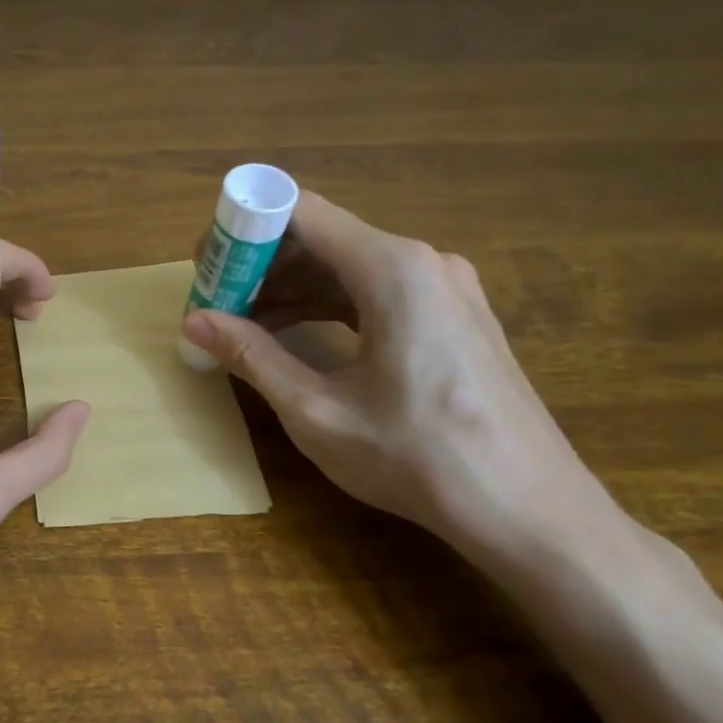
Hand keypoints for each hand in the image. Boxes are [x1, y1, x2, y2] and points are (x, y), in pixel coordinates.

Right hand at [180, 193, 611, 561]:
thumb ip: (252, 356)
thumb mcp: (317, 410)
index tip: (206, 265)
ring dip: (292, 289)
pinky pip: (377, 292)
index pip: (301, 213)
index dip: (244, 231)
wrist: (528, 509)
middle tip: (215, 303)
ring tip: (244, 325)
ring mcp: (446, 289)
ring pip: (350, 267)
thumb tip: (193, 321)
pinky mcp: (455, 318)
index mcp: (393, 270)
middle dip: (262, 266)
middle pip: (325, 238)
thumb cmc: (416, 456)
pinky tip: (296, 337)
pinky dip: (329, 306)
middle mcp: (424, 263)